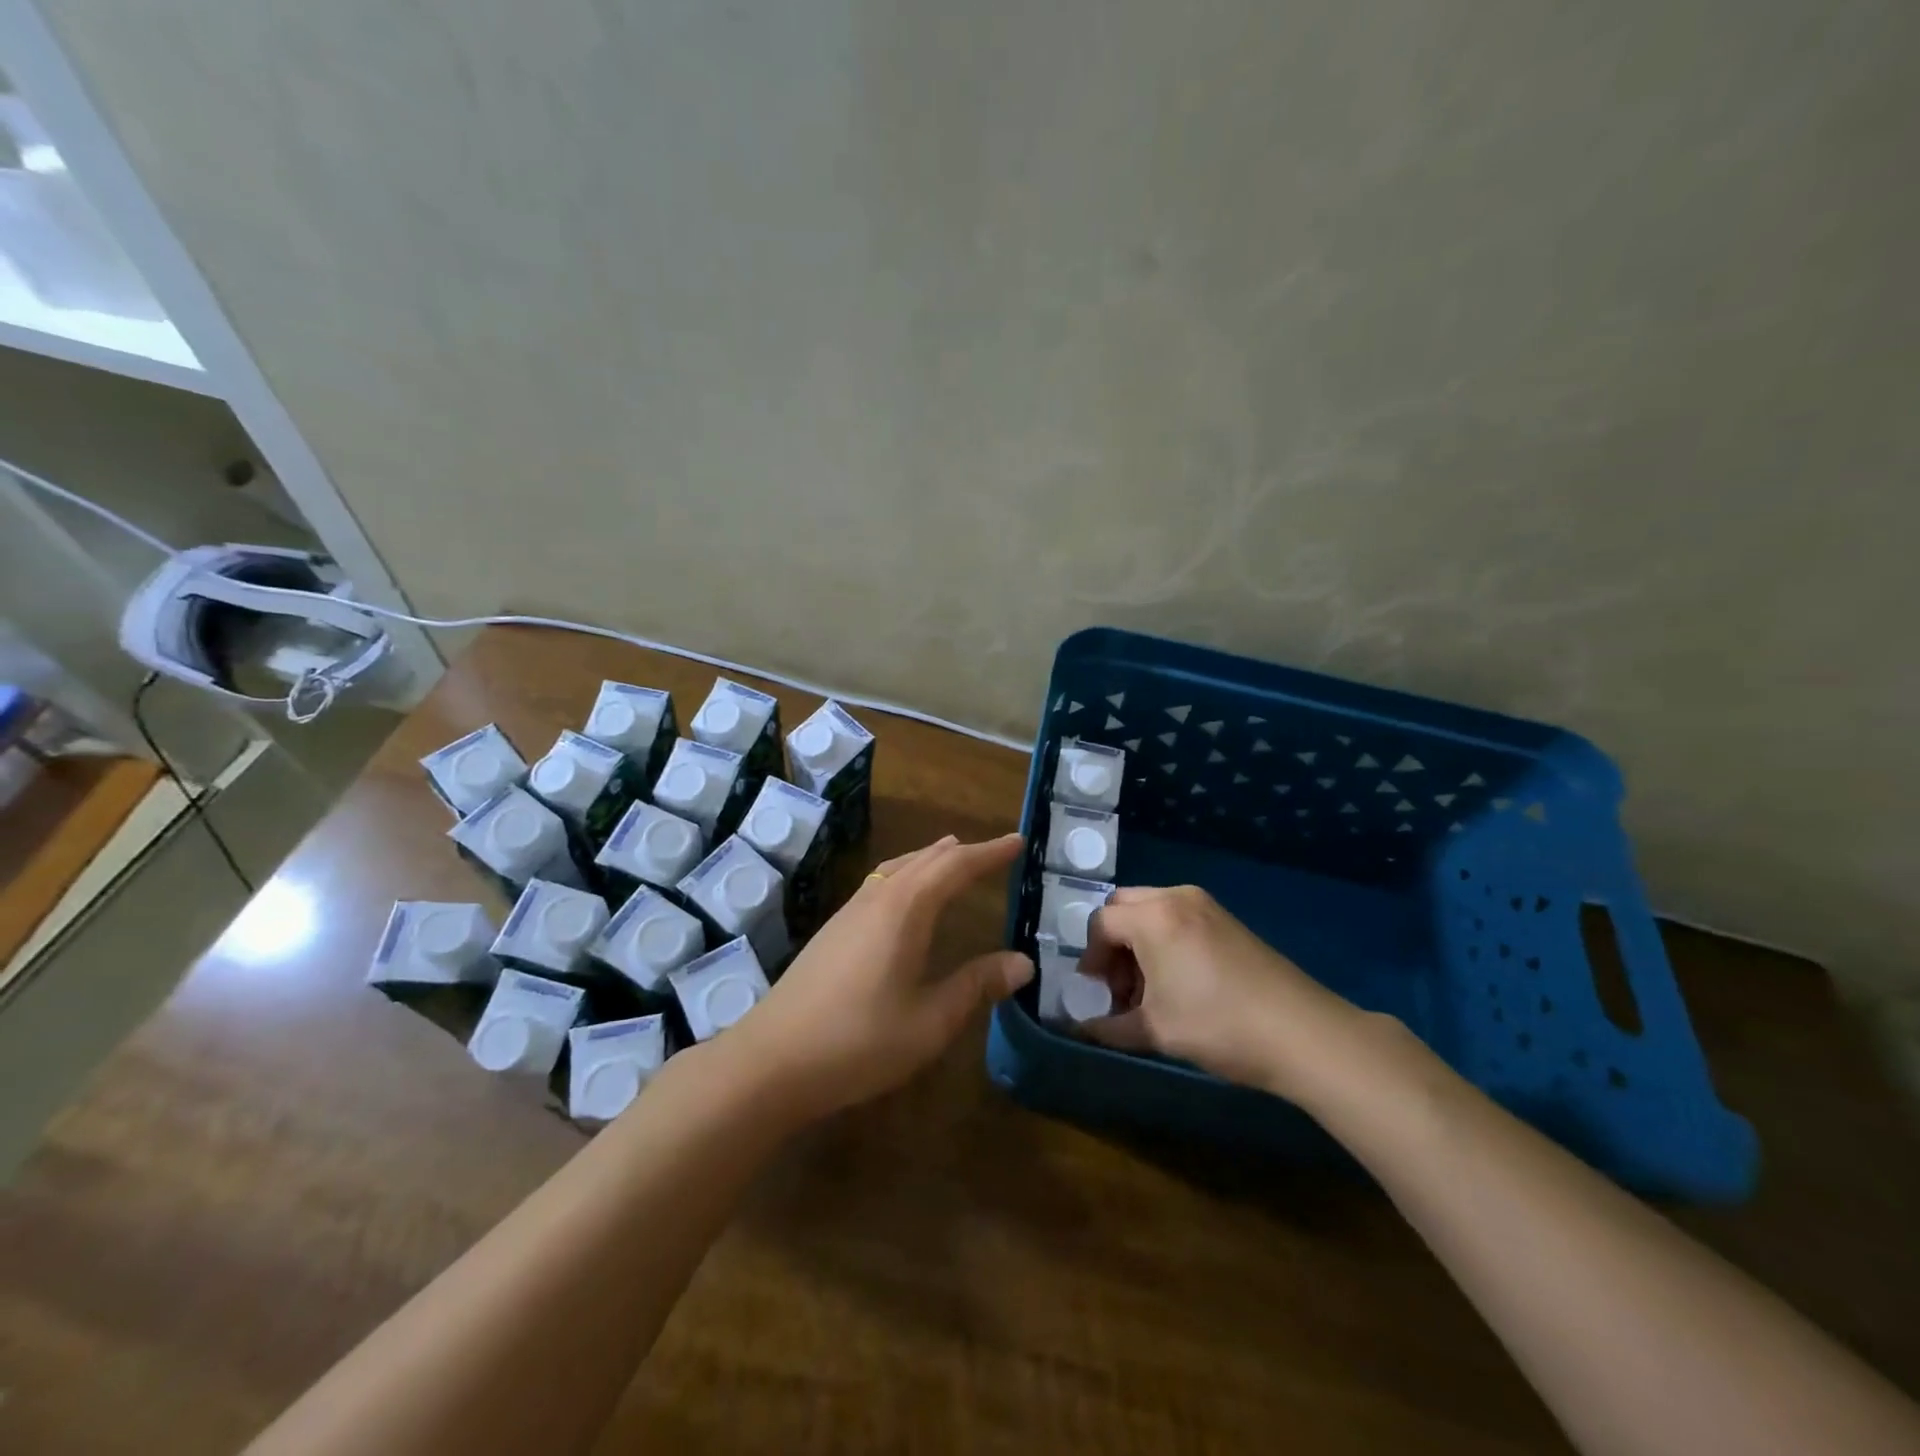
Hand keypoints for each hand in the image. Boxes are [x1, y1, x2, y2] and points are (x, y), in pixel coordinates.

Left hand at [722, 833, 1031, 1122]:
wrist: (771, 1060)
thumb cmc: (858, 1041)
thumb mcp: (929, 1022)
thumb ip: (976, 986)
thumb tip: (1022, 962)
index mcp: (905, 911)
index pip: (955, 867)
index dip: (989, 853)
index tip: (1018, 841)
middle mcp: (878, 900)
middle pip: (925, 860)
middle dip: (962, 852)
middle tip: (993, 850)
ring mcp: (849, 913)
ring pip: (897, 869)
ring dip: (929, 858)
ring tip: (950, 854)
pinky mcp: (832, 931)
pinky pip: (880, 883)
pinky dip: (905, 874)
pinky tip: (903, 896)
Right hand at [1077, 885, 1375, 1099]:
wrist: (1301, 1032)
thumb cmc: (1217, 1025)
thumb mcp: (1155, 1031)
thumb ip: (1108, 1028)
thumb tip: (1080, 1031)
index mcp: (1153, 917)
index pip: (1100, 924)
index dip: (1090, 958)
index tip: (1096, 992)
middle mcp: (1175, 897)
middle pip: (1123, 907)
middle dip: (1113, 943)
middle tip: (1121, 985)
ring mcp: (1205, 905)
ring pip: (1151, 910)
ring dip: (1138, 942)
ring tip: (1150, 990)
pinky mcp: (1226, 919)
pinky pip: (1177, 917)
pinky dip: (1164, 940)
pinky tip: (1179, 982)